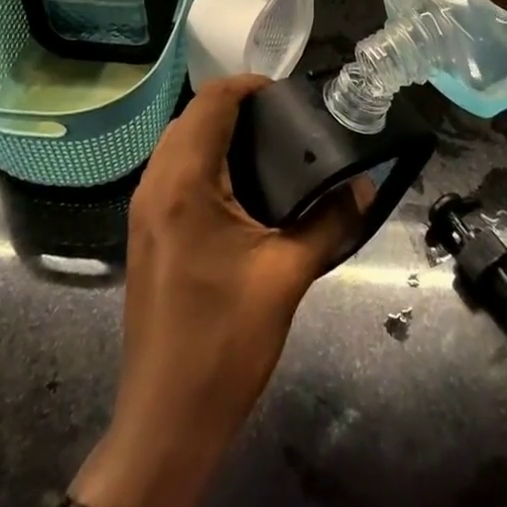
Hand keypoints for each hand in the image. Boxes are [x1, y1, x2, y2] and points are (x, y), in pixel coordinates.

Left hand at [70, 75, 359, 506]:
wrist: (166, 421)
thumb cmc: (225, 342)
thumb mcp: (287, 276)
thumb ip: (329, 222)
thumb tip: (363, 186)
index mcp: (184, 183)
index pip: (211, 102)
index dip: (247, 86)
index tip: (287, 94)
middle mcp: (155, 185)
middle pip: (190, 117)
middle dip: (233, 107)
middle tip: (283, 121)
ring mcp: (143, 211)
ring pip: (176, 144)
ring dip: (215, 132)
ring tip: (266, 147)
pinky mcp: (144, 234)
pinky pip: (171, 172)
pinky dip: (201, 160)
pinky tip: (238, 187)